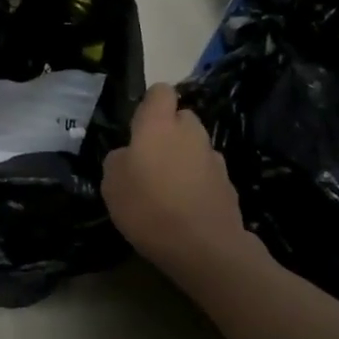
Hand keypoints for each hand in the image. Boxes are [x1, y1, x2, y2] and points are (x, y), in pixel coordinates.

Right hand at [102, 84, 255, 281]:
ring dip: (183, 158)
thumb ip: (118, 159)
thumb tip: (128, 155)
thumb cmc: (148, 207)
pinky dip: (196, 183)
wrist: (203, 247)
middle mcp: (191, 132)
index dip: (150, 104)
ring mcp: (214, 158)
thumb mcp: (111, 183)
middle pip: (182, 118)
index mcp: (159, 125)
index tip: (137, 126)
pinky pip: (206, 173)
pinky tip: (184, 208)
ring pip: (195, 146)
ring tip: (166, 188)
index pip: (160, 92)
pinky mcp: (228, 184)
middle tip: (149, 160)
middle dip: (168, 131)